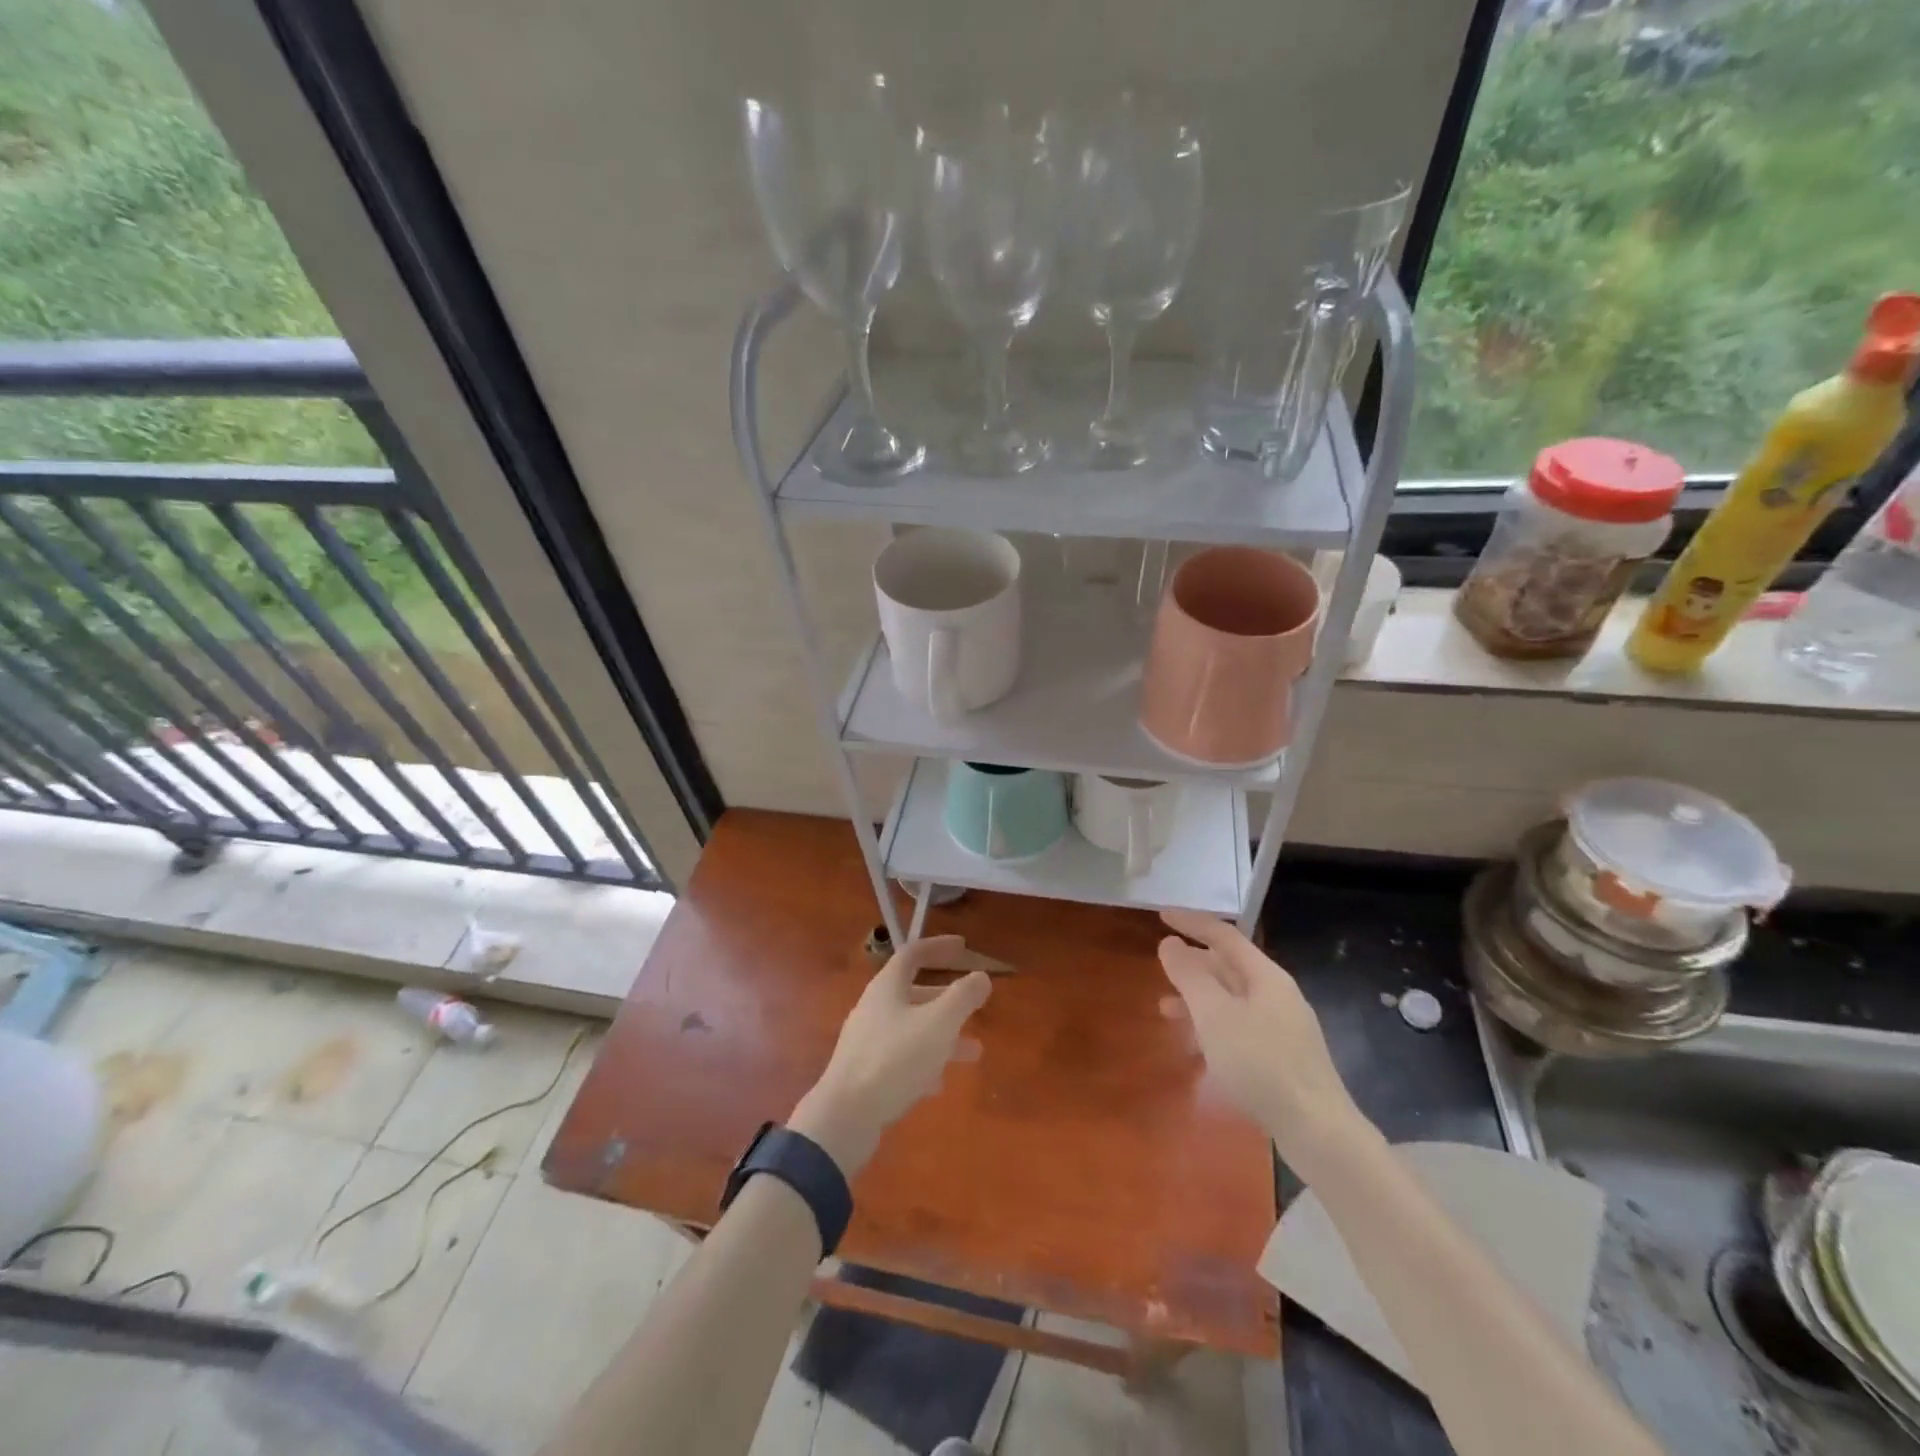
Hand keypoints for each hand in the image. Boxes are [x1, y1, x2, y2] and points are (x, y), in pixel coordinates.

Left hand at [789, 935, 991, 1176]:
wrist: (845, 1115)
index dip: (939, 947)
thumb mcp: (938, 1023)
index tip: (963, 947)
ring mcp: (866, 1041)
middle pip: (914, 993)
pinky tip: (938, 1083)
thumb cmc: (895, 1059)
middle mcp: (874, 1008)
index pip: (913, 954)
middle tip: (975, 1006)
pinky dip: (924, 1062)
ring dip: (942, 1035)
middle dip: (948, 999)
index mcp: (887, 987)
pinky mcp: (864, 1072)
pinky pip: (900, 1057)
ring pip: (911, 1028)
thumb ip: (963, 997)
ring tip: (974, 1053)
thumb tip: (982, 976)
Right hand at [1158, 909, 1365, 1177]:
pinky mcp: (1283, 1058)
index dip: (1192, 922)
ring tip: (1166, 1011)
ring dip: (1198, 999)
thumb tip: (1171, 943)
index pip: (1224, 935)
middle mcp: (1277, 995)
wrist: (1318, 1131)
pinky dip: (1213, 1026)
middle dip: (1193, 965)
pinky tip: (1198, 1047)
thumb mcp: (1215, 1015)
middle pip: (1229, 967)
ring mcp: (1283, 1027)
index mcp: (1266, 976)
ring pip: (1232, 999)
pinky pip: (1240, 1026)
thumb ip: (1189, 976)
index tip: (1161, 915)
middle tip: (1161, 968)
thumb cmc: (1260, 1064)